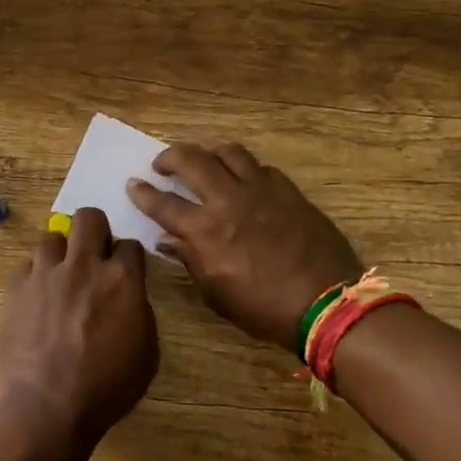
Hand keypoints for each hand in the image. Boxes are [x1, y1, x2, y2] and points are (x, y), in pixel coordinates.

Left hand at [0, 207, 158, 453]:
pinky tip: (37, 297)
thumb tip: (127, 298)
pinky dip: (35, 276)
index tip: (124, 270)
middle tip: (93, 254)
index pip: (130, 244)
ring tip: (60, 277)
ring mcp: (45, 274)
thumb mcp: (145, 354)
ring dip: (61, 253)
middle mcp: (83, 266)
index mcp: (122, 280)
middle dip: (94, 229)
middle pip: (89, 218)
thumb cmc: (105, 389)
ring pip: (52, 238)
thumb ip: (138, 312)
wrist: (45, 407)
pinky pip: (27, 265)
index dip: (128, 257)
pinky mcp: (15, 288)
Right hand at [128, 142, 362, 351]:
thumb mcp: (216, 293)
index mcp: (205, 230)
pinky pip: (261, 168)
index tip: (133, 184)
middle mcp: (229, 200)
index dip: (143, 192)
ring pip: (229, 152)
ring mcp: (262, 191)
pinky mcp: (289, 191)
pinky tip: (245, 182)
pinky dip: (245, 170)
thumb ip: (190, 259)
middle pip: (192, 160)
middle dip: (170, 157)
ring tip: (204, 162)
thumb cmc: (263, 308)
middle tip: (162, 164)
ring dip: (209, 153)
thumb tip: (168, 240)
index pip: (163, 203)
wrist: (327, 304)